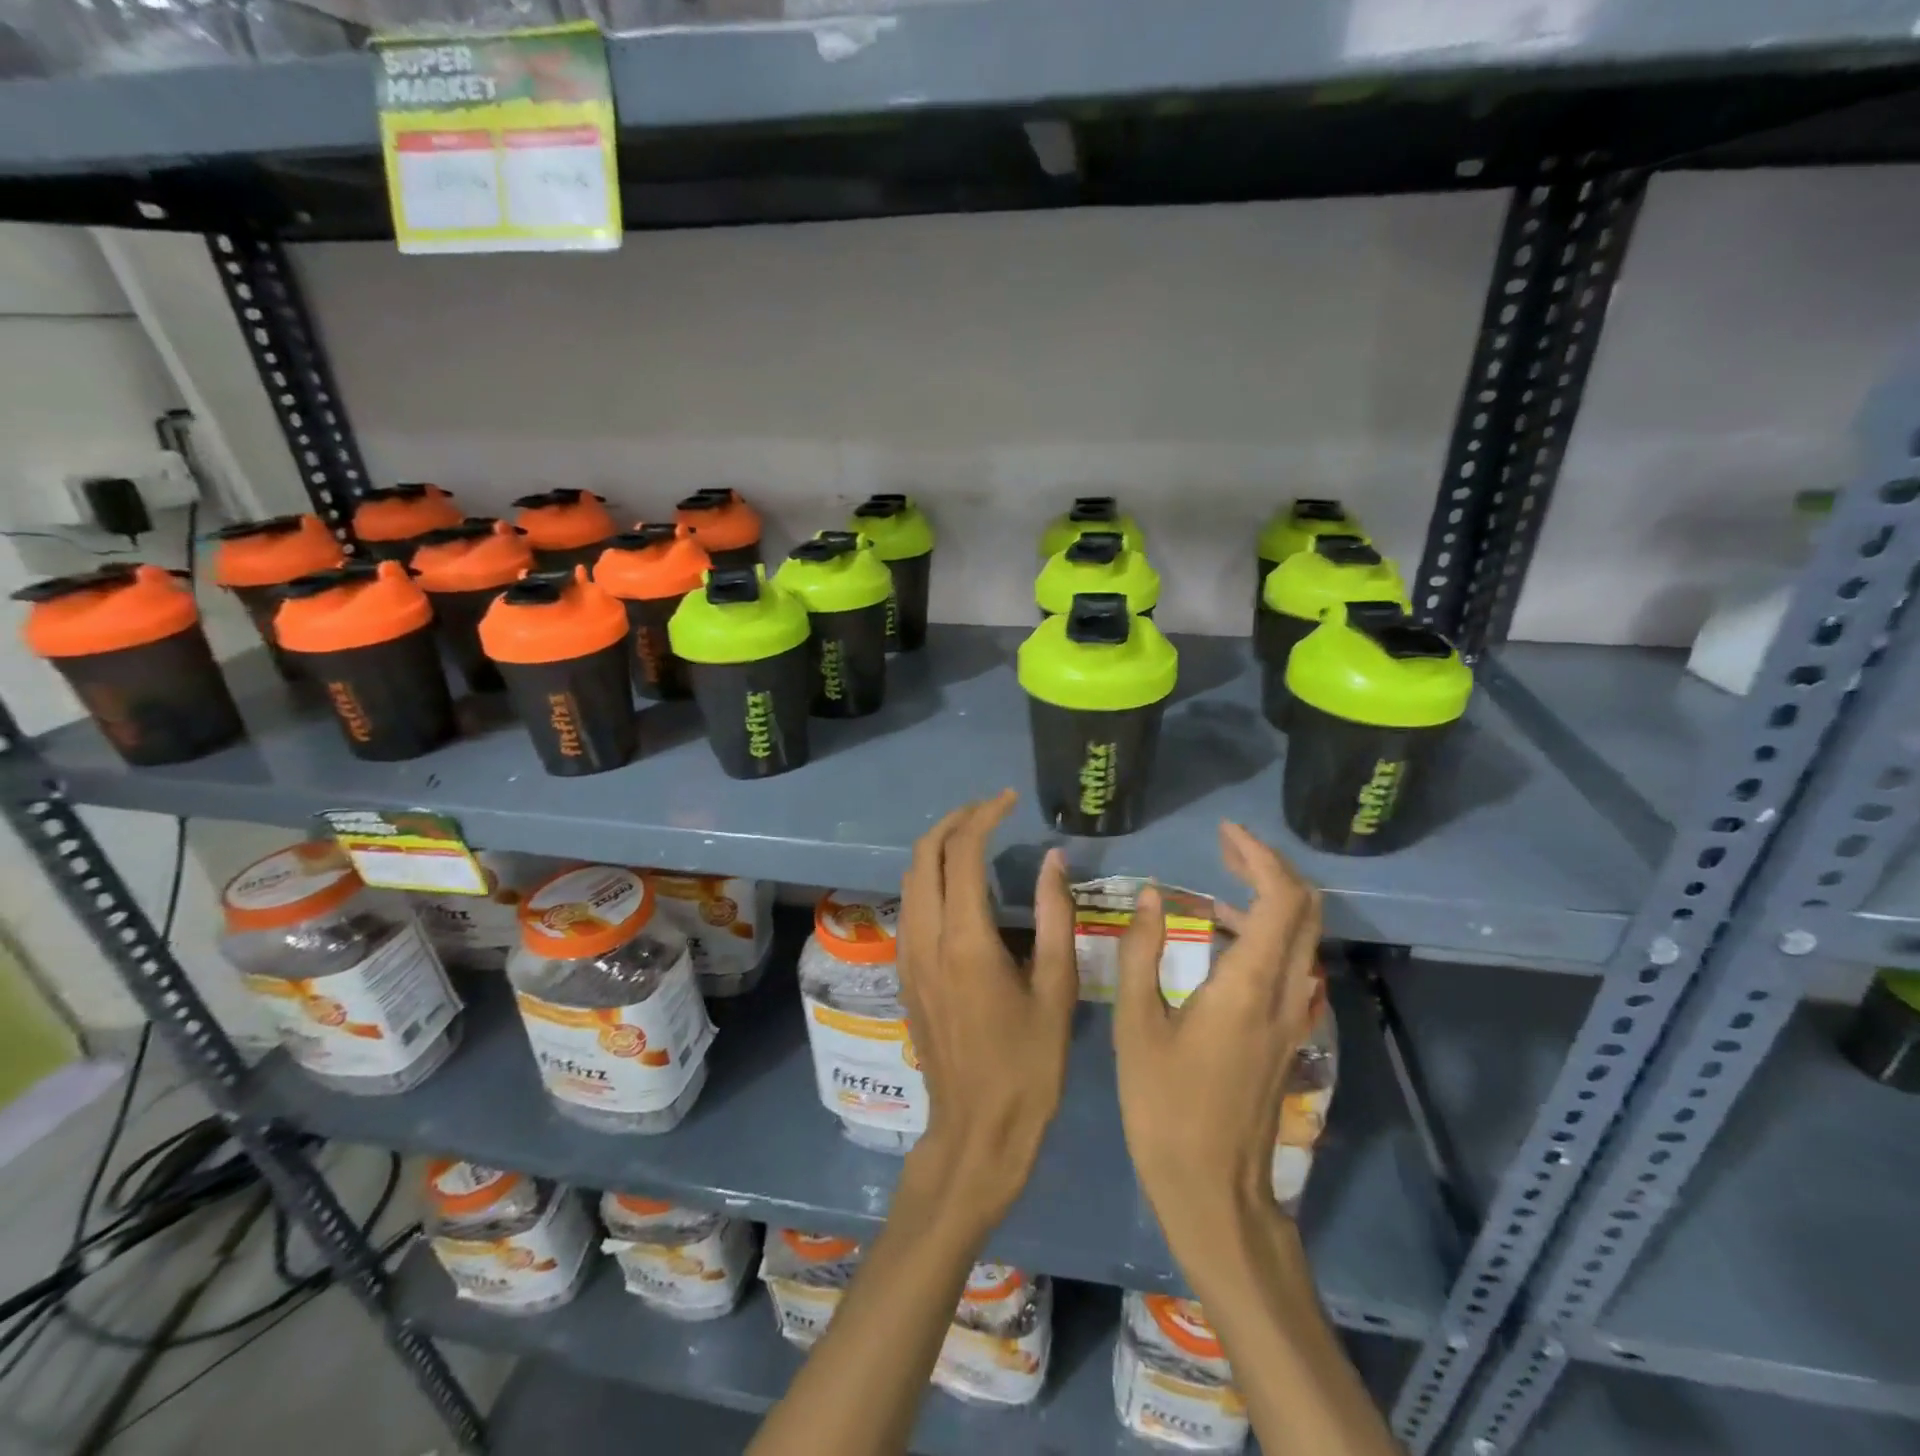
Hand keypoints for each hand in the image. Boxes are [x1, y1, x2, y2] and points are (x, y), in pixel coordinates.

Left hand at [897, 789, 1077, 1226]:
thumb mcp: (1056, 990)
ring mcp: (908, 956)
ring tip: (975, 837)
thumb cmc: (1028, 1066)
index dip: (984, 816)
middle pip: (923, 854)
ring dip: (937, 847)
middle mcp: (926, 938)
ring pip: (910, 878)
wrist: (977, 1131)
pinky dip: (929, 876)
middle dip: (954, 821)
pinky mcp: (905, 973)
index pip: (962, 853)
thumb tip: (1052, 860)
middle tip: (990, 811)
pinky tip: (959, 884)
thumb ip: (1056, 917)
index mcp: (965, 940)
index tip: (1009, 801)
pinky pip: (909, 905)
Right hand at [1112, 822, 1321, 1275]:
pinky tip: (1222, 935)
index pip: (1280, 899)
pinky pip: (1291, 961)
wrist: (1213, 1189)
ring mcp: (1292, 1015)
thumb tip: (1149, 896)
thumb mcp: (1136, 1025)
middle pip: (1305, 909)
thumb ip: (1141, 952)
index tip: (1223, 833)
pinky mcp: (1287, 1033)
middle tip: (1225, 847)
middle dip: (1271, 866)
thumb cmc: (1164, 1107)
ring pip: (1303, 935)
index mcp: (1247, 986)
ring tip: (1217, 881)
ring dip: (1270, 896)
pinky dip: (1267, 929)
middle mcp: (1284, 993)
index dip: (1258, 856)